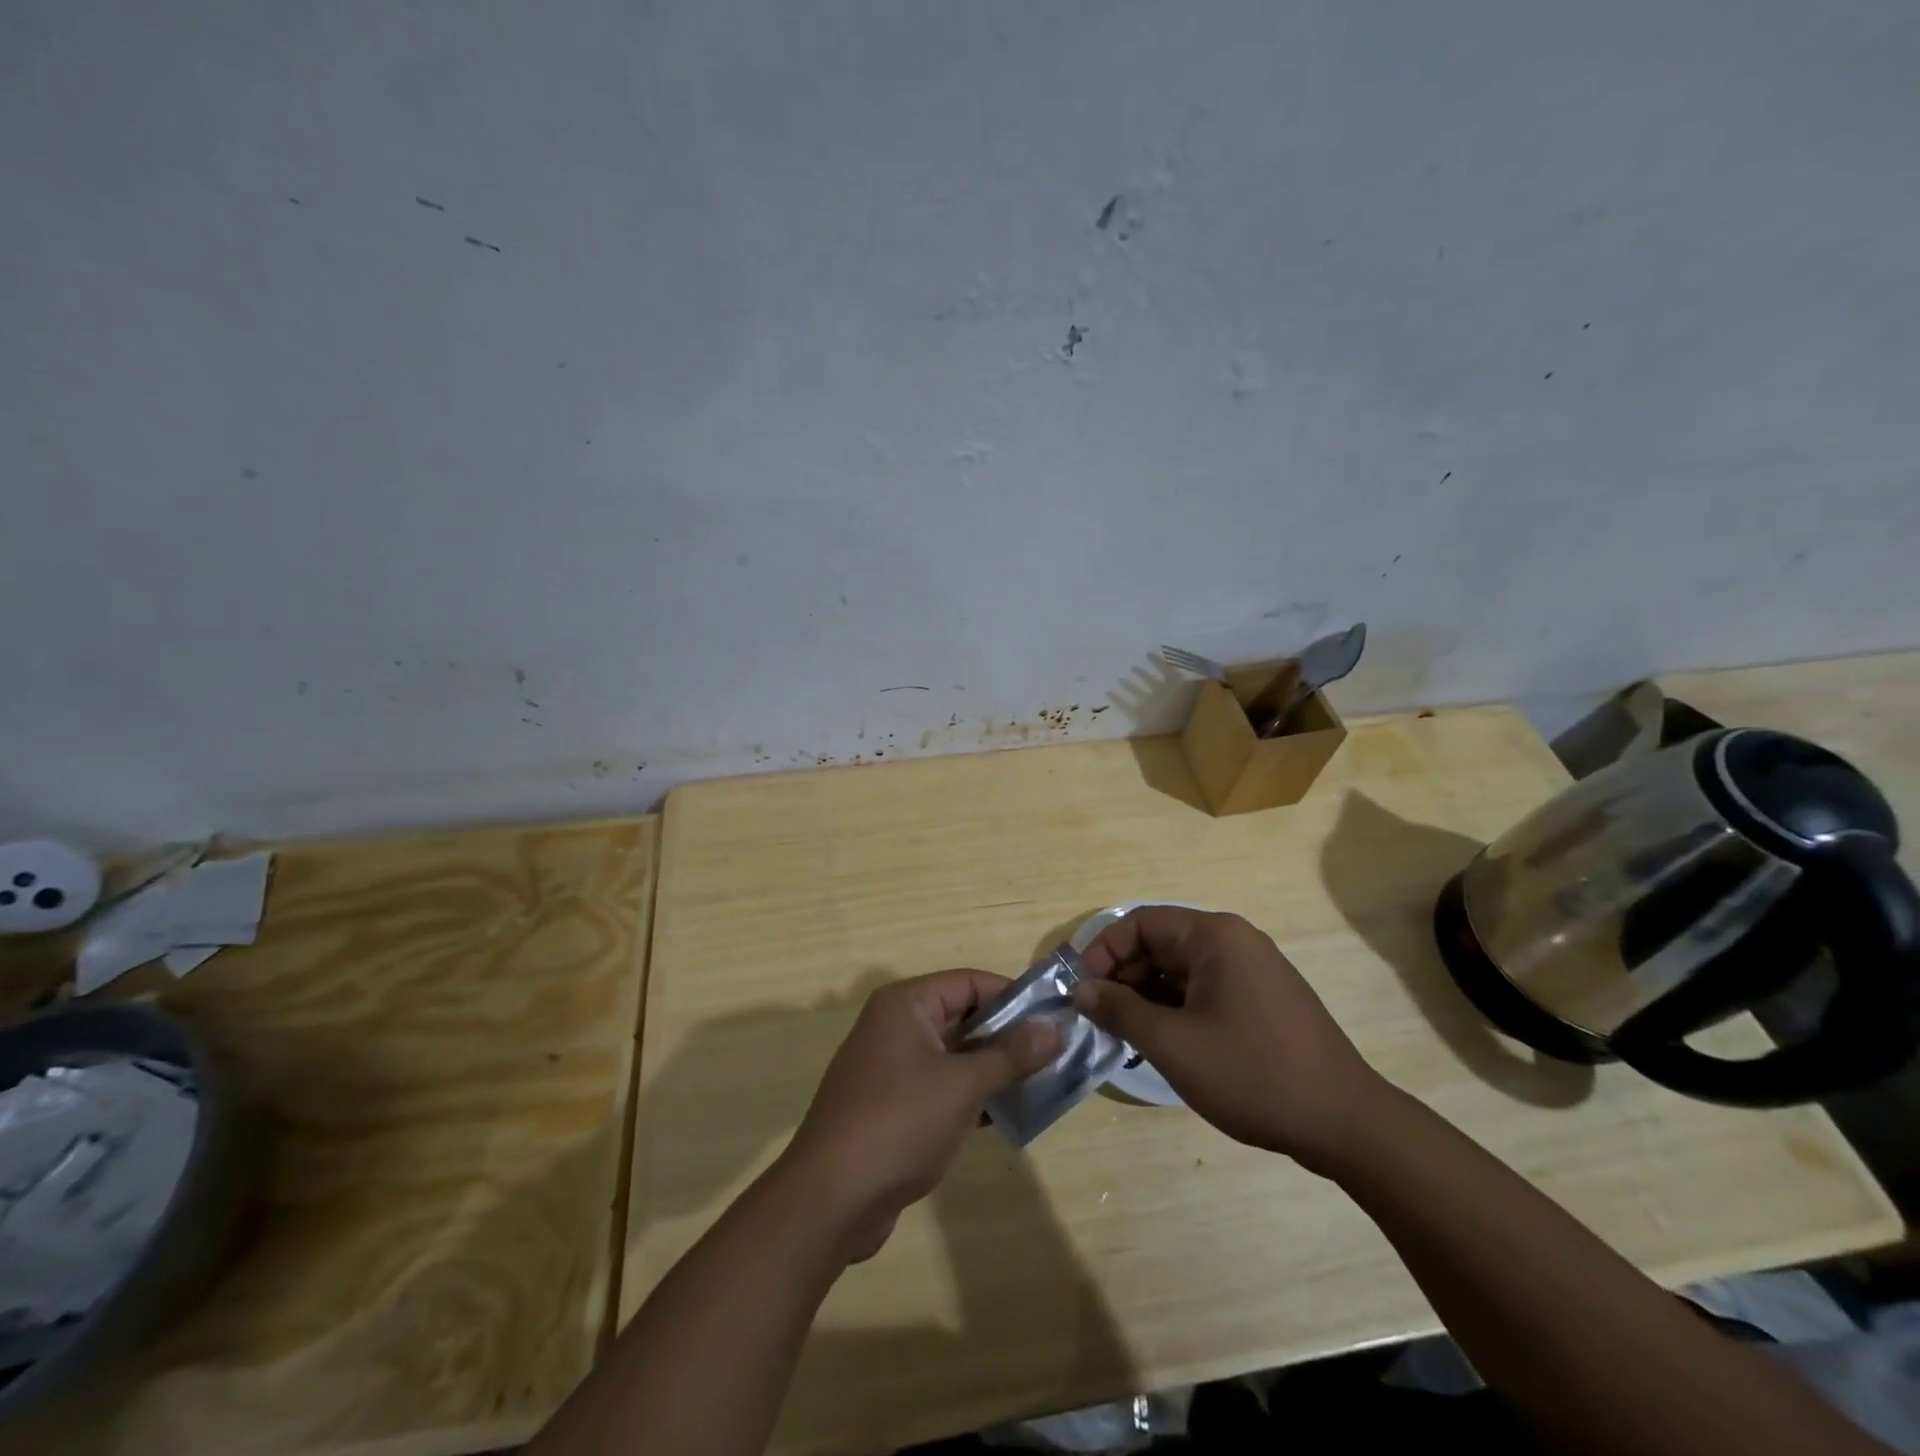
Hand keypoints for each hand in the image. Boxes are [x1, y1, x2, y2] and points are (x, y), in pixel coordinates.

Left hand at [782, 970, 1058, 1260]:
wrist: (831, 1198)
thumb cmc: (900, 1123)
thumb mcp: (963, 1085)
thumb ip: (1010, 1055)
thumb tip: (1053, 1029)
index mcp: (906, 1005)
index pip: (969, 983)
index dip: (1013, 996)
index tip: (1054, 1017)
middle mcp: (895, 1026)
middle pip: (962, 1017)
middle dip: (1007, 1036)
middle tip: (1055, 1053)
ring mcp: (891, 1067)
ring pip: (953, 1055)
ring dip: (992, 1069)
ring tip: (1042, 1084)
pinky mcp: (891, 1105)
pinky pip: (941, 1086)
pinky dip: (971, 1095)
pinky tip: (1005, 1115)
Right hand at [1070, 907, 1385, 1170]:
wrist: (1346, 1123)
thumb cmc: (1253, 1073)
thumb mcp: (1174, 1044)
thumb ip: (1120, 1011)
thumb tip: (1082, 990)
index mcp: (1214, 936)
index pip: (1140, 923)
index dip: (1103, 951)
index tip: (1081, 989)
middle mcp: (1234, 940)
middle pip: (1160, 943)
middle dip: (1123, 976)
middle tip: (1098, 1016)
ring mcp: (1252, 969)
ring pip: (1180, 969)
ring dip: (1147, 994)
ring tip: (1124, 1033)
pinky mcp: (1262, 998)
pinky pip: (1204, 988)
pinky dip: (1176, 1006)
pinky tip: (1161, 1039)